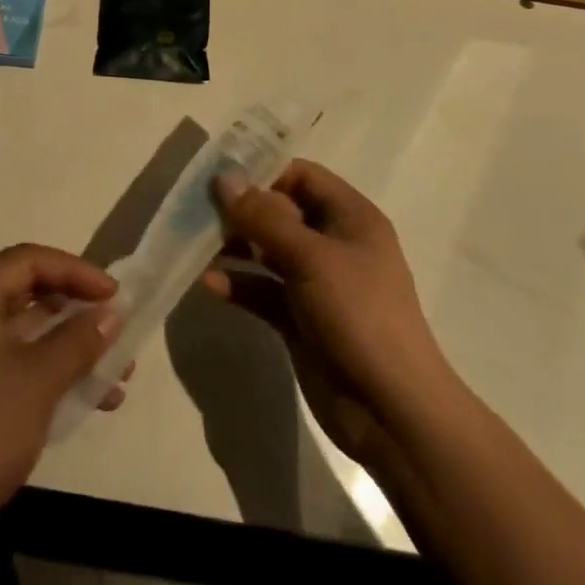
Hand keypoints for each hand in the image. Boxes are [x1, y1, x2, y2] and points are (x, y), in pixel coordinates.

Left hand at [0, 245, 124, 568]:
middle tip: (115, 324)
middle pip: (27, 290)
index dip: (76, 271)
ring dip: (71, 345)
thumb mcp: (40, 378)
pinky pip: (16, 360)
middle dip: (76, 309)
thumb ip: (79, 339)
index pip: (28, 260)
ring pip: (26, 330)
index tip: (114, 295)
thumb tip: (112, 314)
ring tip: (118, 369)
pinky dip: (51, 370)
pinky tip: (92, 397)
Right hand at [204, 160, 450, 465]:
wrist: (391, 411)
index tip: (220, 178)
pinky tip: (208, 283)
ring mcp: (315, 283)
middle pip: (279, 212)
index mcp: (350, 218)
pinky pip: (262, 290)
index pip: (302, 176)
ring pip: (266, 251)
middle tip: (196, 210)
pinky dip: (238, 283)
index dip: (264, 172)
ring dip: (233, 246)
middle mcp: (333, 244)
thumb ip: (264, 217)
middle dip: (240, 210)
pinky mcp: (299, 319)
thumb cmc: (359, 316)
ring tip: (193, 243)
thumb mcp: (311, 257)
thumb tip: (224, 177)